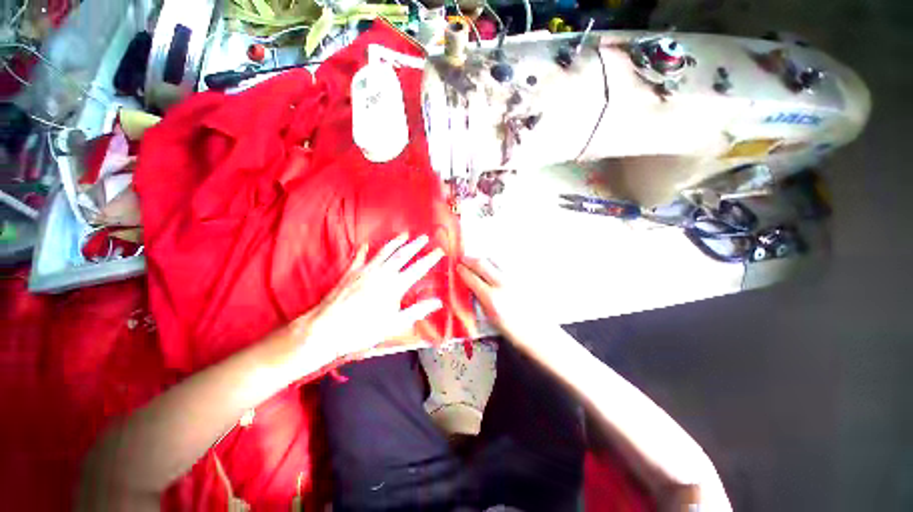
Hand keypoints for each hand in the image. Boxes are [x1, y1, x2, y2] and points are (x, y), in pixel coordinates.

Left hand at [293, 233, 444, 367]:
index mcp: (395, 286)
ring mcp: (365, 271)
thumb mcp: (395, 324)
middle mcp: (382, 273)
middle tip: (424, 237)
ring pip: (384, 252)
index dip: (430, 259)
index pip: (418, 268)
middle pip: (402, 255)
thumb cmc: (364, 330)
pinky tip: (367, 244)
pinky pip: (359, 257)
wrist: (327, 328)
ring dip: (395, 242)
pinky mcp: (351, 273)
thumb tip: (438, 302)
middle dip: (415, 245)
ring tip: (404, 234)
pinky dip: (364, 250)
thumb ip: (417, 311)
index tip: (439, 251)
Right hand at [457, 256, 553, 349]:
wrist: (539, 332)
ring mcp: (514, 278)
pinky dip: (497, 263)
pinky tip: (494, 268)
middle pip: (482, 263)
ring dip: (484, 258)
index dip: (462, 271)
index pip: (472, 278)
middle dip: (470, 259)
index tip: (458, 267)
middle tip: (464, 259)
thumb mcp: (490, 318)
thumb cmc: (513, 331)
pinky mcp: (523, 276)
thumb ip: (480, 299)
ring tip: (478, 261)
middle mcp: (503, 284)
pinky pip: (506, 264)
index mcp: (492, 298)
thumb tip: (472, 287)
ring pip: (495, 259)